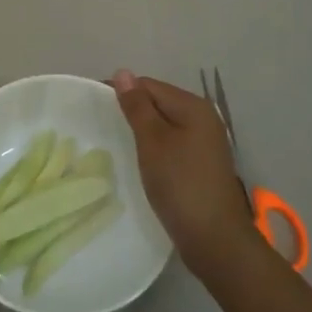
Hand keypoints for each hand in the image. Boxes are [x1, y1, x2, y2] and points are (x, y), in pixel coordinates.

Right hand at [111, 71, 254, 273]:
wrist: (215, 240)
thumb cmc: (180, 184)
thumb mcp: (152, 141)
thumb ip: (137, 106)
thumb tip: (123, 72)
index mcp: (193, 106)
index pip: (149, 85)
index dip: (123, 93)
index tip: (96, 108)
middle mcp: (204, 118)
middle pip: (159, 103)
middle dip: (134, 112)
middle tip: (105, 128)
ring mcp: (206, 143)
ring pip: (166, 125)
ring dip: (144, 132)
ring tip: (120, 145)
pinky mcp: (203, 165)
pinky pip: (173, 144)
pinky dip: (156, 148)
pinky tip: (144, 163)